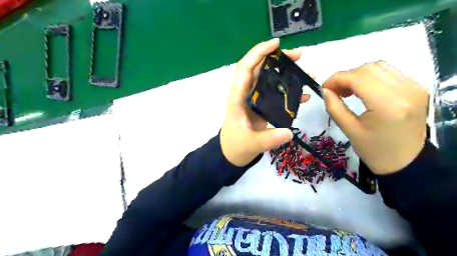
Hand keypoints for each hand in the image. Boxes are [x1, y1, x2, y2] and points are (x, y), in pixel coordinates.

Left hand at [219, 37, 308, 165]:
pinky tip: (303, 94)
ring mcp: (253, 99)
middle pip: (259, 69)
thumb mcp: (251, 144)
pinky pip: (274, 93)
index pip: (245, 68)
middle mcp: (245, 94)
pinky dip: (288, 90)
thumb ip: (269, 139)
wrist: (233, 153)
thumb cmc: (236, 146)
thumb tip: (289, 132)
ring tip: (305, 71)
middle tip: (299, 56)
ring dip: (285, 72)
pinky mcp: (261, 106)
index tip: (276, 44)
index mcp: (237, 98)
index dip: (258, 53)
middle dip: (277, 58)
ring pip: (268, 78)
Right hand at [321, 61, 428, 174]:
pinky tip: (363, 89)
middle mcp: (405, 90)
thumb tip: (324, 90)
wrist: (406, 162)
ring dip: (358, 75)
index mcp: (387, 105)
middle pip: (369, 69)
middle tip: (334, 90)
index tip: (324, 88)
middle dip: (346, 76)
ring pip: (379, 67)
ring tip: (347, 90)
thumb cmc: (374, 150)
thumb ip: (334, 107)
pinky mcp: (417, 88)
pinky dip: (371, 77)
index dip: (336, 79)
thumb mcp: (349, 130)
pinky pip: (389, 73)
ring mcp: (415, 87)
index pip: (358, 77)